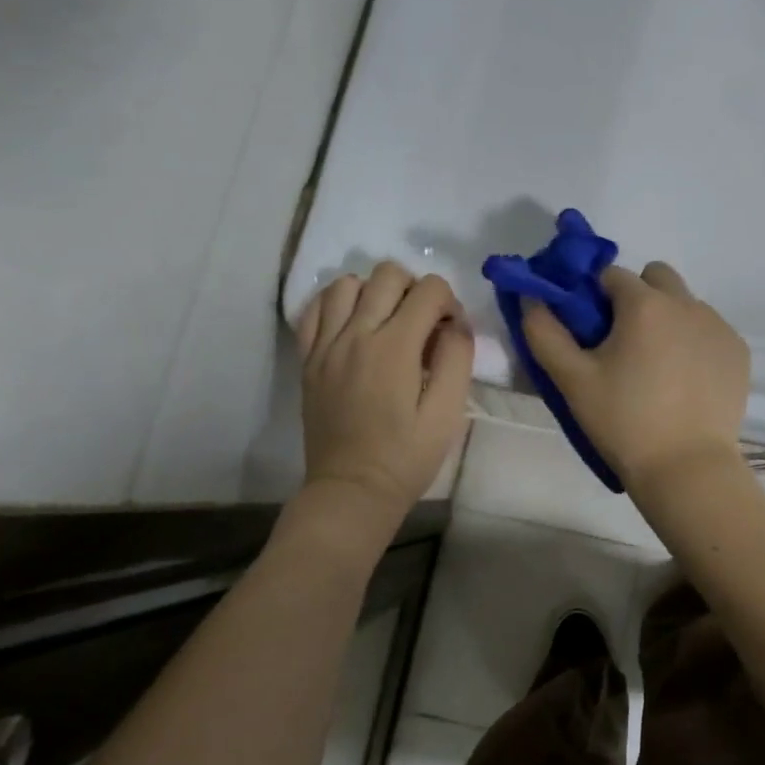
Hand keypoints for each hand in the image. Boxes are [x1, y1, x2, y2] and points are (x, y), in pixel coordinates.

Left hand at [296, 263, 473, 521]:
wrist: (352, 490)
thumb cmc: (406, 457)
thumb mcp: (447, 413)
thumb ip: (456, 358)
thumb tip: (456, 323)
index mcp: (394, 347)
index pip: (429, 289)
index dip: (450, 303)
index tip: (451, 333)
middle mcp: (355, 334)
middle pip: (388, 274)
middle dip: (416, 289)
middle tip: (423, 325)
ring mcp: (325, 344)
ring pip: (347, 283)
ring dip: (375, 291)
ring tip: (387, 322)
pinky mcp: (308, 358)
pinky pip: (315, 308)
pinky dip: (337, 304)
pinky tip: (353, 325)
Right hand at [523, 261, 749, 495]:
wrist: (686, 468)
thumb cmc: (623, 422)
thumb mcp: (572, 380)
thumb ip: (544, 333)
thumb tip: (532, 298)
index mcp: (644, 304)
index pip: (611, 275)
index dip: (595, 297)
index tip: (592, 330)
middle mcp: (686, 303)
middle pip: (656, 277)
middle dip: (637, 296)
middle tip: (625, 342)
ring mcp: (718, 326)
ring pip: (685, 303)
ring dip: (668, 319)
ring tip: (657, 368)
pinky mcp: (738, 351)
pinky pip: (709, 330)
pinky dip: (694, 342)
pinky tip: (685, 381)